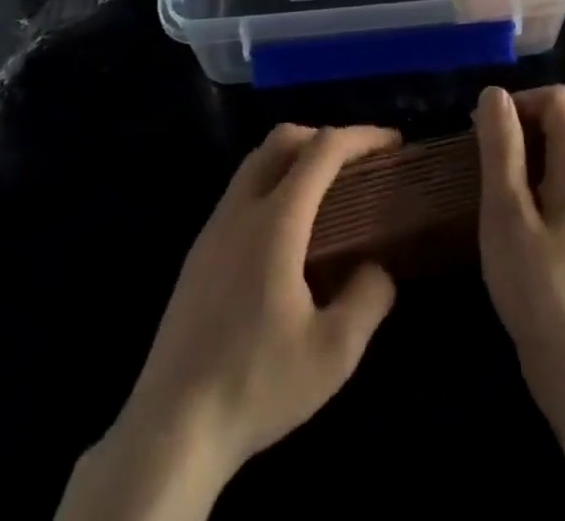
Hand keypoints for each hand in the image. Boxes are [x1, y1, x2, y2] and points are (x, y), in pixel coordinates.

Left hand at [97, 125, 401, 502]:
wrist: (171, 427)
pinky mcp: (198, 252)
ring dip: (295, 157)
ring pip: (256, 162)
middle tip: (358, 163)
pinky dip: (272, 183)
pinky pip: (240, 191)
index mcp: (276, 221)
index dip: (361, 136)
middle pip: (282, 140)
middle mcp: (241, 209)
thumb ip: (368, 300)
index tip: (393, 142)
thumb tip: (378, 269)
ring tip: (327, 191)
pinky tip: (287, 232)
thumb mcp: (333, 354)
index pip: (323, 150)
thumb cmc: (256, 384)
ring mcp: (213, 228)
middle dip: (325, 136)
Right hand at [474, 86, 564, 410]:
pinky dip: (527, 184)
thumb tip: (494, 94)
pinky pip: (555, 183)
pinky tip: (504, 217)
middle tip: (476, 163)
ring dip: (517, 158)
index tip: (482, 134)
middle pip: (557, 122)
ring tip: (485, 190)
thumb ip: (501, 146)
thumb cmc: (538, 285)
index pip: (557, 99)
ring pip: (553, 154)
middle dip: (514, 130)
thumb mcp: (507, 209)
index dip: (518, 103)